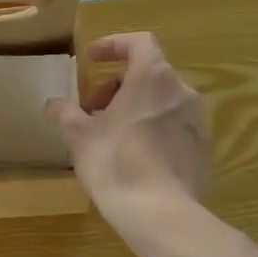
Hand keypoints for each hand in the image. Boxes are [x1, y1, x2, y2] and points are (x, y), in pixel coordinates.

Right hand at [46, 33, 210, 227]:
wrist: (160, 214)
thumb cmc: (115, 163)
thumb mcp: (79, 136)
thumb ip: (65, 112)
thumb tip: (53, 103)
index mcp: (153, 77)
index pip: (138, 42)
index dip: (113, 45)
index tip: (91, 59)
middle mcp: (182, 91)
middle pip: (148, 74)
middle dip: (117, 86)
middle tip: (92, 109)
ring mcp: (198, 121)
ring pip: (162, 102)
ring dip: (135, 108)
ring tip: (110, 135)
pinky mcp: (203, 149)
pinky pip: (174, 128)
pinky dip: (153, 130)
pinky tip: (134, 158)